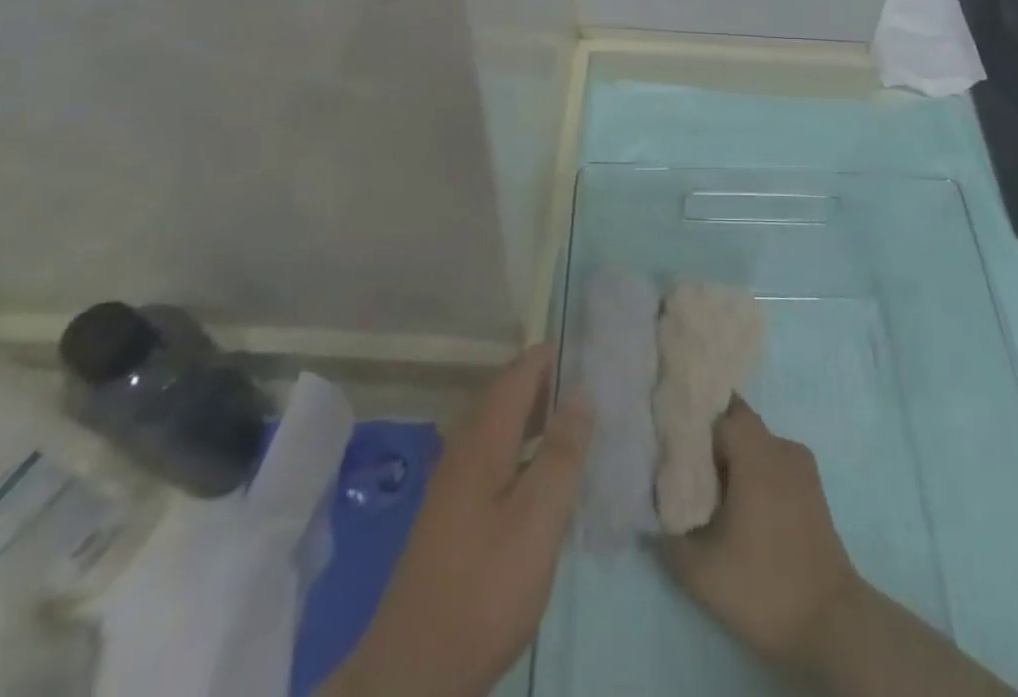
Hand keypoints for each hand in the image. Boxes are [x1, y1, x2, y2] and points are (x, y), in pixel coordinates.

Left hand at [331, 345, 591, 696]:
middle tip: (604, 386)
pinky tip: (553, 473)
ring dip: (543, 416)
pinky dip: (529, 447)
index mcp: (484, 436)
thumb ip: (562, 452)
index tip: (600, 353)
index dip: (559, 355)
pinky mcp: (457, 510)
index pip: (523, 369)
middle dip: (555, 382)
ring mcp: (458, 479)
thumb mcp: (538, 519)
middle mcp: (467, 445)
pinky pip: (500, 454)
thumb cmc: (485, 588)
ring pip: (506, 424)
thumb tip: (582, 391)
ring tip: (588, 422)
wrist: (414, 674)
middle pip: (513, 392)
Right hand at [663, 396, 859, 670]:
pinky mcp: (812, 487)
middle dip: (708, 436)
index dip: (691, 416)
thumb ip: (667, 532)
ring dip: (731, 455)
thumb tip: (651, 506)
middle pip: (737, 421)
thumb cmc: (763, 587)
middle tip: (681, 461)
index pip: (717, 410)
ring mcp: (801, 465)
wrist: (831, 624)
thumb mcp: (700, 570)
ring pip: (756, 442)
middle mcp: (781, 445)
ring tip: (707, 486)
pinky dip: (752, 470)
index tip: (667, 431)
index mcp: (756, 452)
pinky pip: (773, 461)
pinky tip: (738, 504)